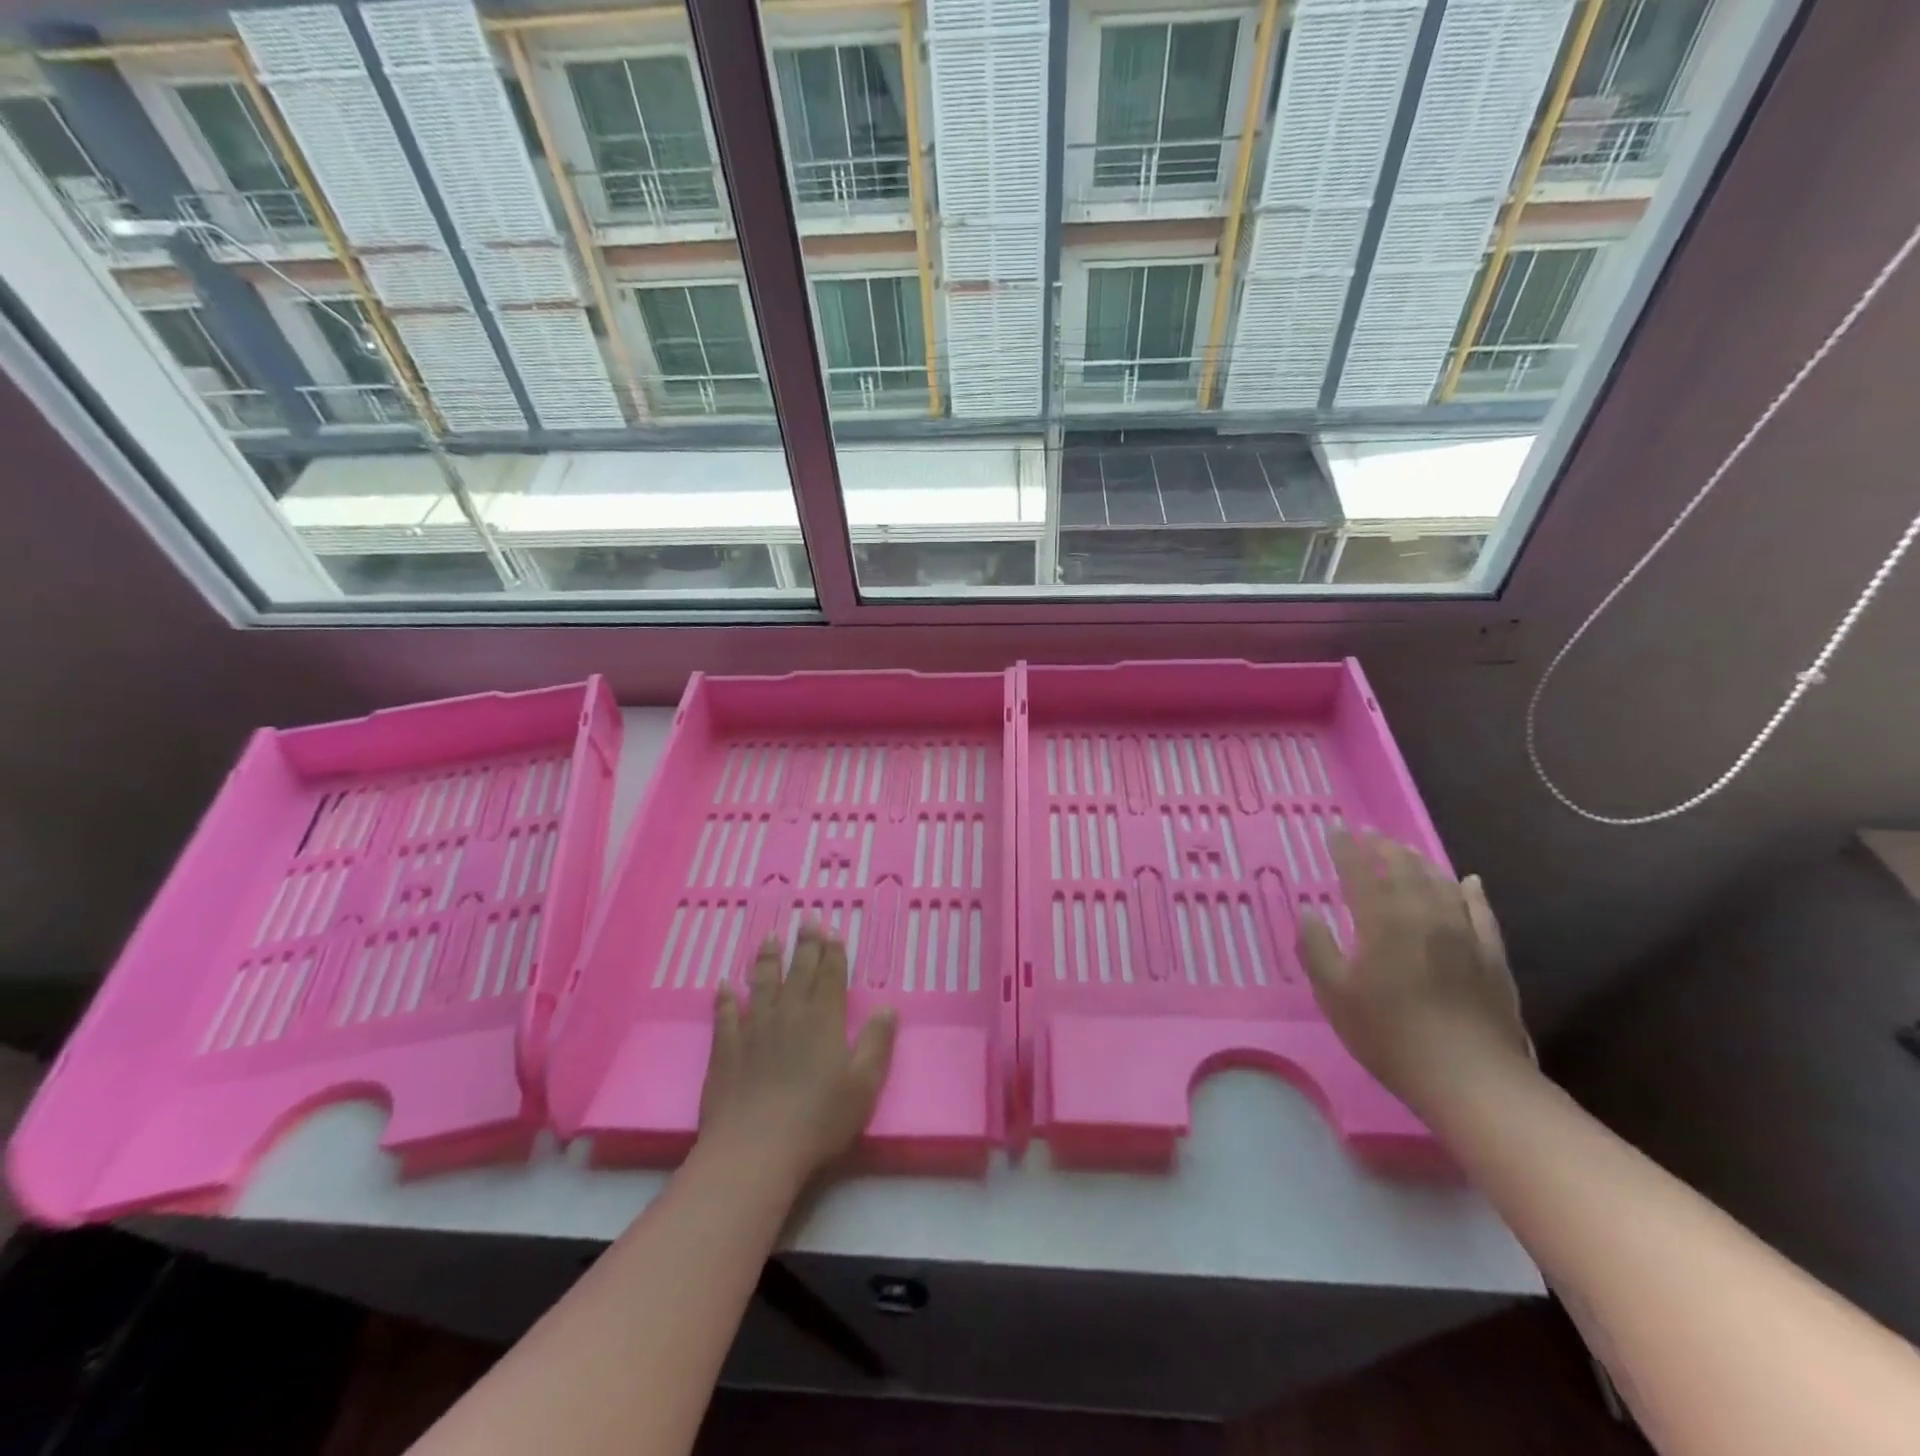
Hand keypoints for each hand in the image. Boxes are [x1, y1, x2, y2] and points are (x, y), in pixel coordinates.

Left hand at [698, 925, 897, 1187]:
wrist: (755, 1150)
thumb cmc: (818, 1119)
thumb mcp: (864, 1085)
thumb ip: (877, 1043)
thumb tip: (888, 1007)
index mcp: (824, 1020)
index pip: (831, 976)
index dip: (833, 952)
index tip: (832, 930)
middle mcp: (789, 1014)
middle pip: (799, 971)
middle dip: (806, 944)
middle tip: (807, 919)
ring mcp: (754, 1029)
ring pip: (762, 983)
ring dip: (768, 959)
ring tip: (770, 937)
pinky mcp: (726, 1049)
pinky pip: (725, 1015)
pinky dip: (724, 998)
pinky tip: (723, 984)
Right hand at [1296, 830, 1531, 1112]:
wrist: (1471, 1077)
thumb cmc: (1390, 1035)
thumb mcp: (1334, 995)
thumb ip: (1316, 948)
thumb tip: (1309, 912)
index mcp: (1381, 921)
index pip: (1359, 872)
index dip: (1346, 849)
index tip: (1336, 831)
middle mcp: (1423, 914)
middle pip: (1403, 869)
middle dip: (1384, 848)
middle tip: (1370, 836)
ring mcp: (1463, 932)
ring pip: (1441, 883)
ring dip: (1421, 863)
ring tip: (1407, 852)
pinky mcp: (1491, 954)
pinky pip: (1481, 911)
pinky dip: (1471, 891)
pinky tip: (1468, 882)